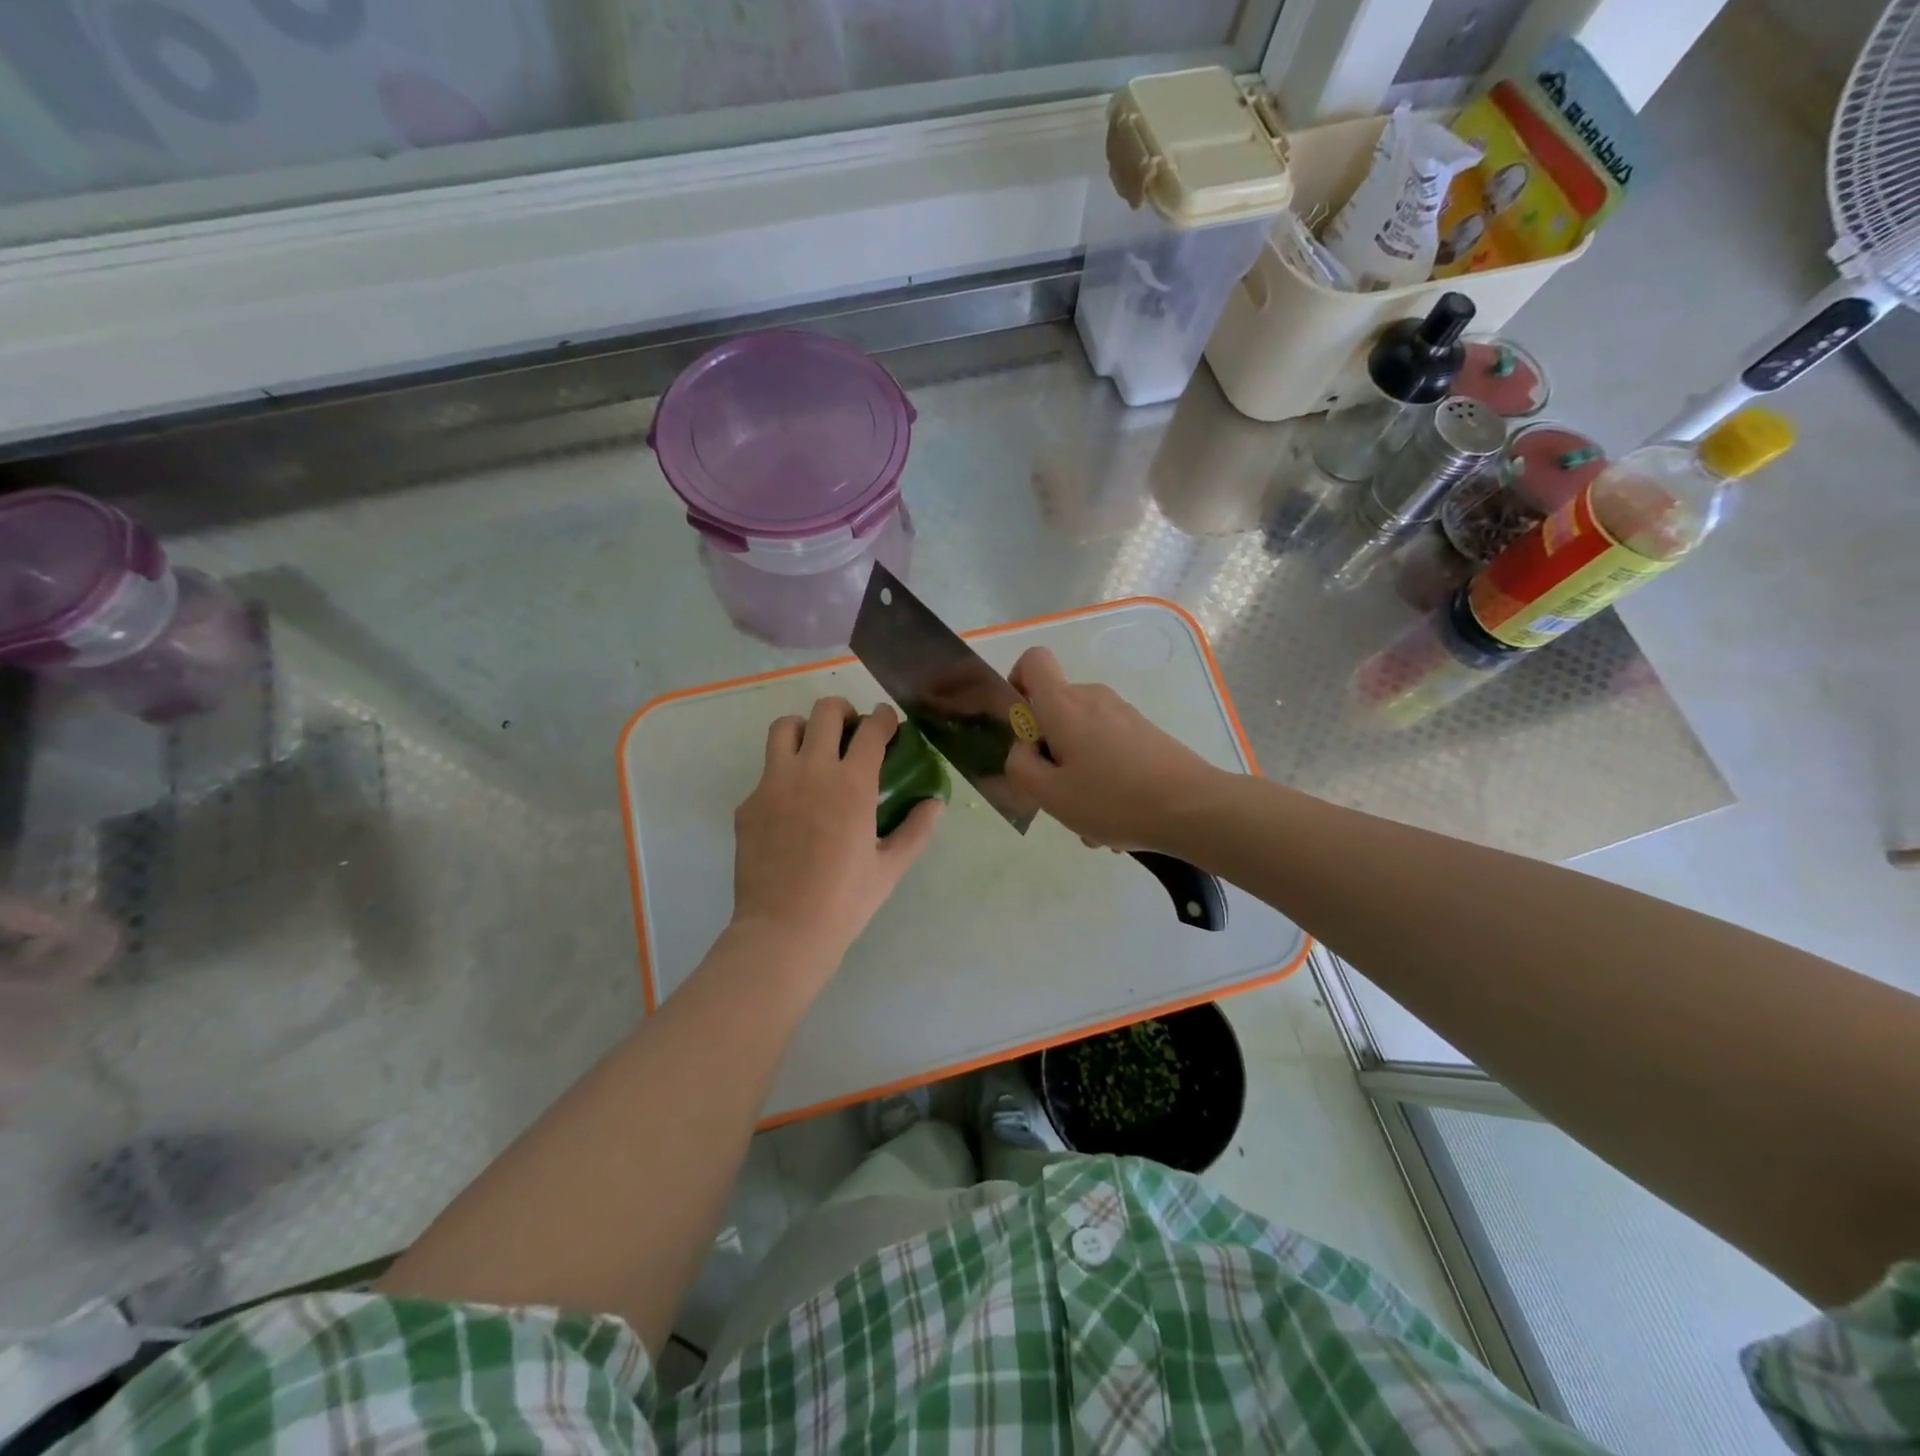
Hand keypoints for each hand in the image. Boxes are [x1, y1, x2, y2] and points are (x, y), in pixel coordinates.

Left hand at [732, 698, 942, 971]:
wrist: (783, 931)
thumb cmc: (845, 901)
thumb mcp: (890, 868)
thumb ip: (917, 830)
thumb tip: (935, 803)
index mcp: (852, 784)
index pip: (871, 729)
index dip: (884, 718)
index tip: (888, 723)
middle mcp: (811, 771)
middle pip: (825, 711)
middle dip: (844, 711)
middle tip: (851, 731)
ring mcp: (773, 784)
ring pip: (785, 727)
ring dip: (804, 728)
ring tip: (814, 750)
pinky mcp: (748, 803)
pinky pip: (766, 771)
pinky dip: (783, 773)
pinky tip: (792, 803)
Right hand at [1004, 647, 1222, 850]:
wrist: (1195, 808)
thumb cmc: (1114, 799)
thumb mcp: (1050, 794)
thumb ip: (1020, 767)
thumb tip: (1022, 749)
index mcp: (1064, 704)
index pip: (1033, 660)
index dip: (1017, 683)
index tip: (1020, 726)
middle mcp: (1093, 698)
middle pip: (1055, 711)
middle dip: (1047, 751)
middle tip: (1056, 794)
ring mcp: (1123, 715)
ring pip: (1081, 738)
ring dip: (1076, 774)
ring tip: (1091, 819)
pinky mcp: (1145, 733)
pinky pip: (1107, 749)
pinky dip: (1102, 778)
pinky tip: (1115, 818)